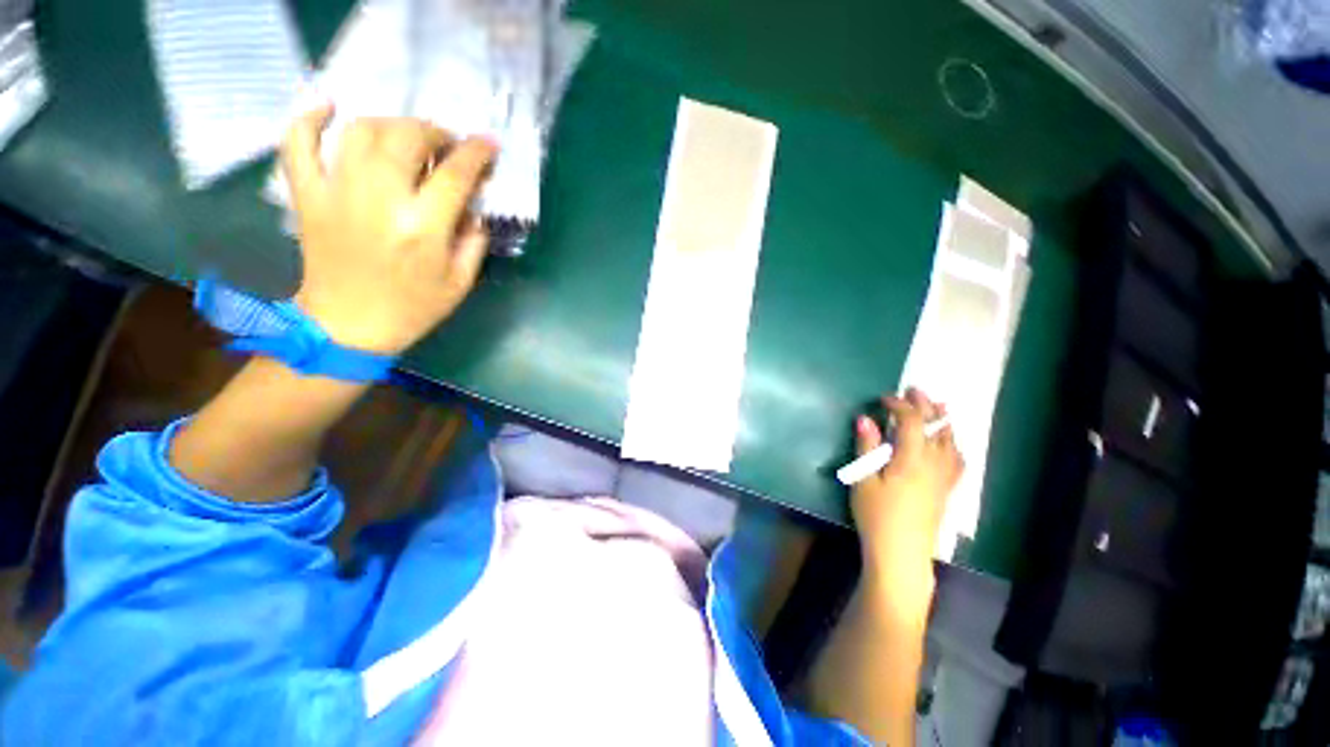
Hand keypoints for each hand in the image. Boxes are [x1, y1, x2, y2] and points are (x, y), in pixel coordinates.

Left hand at [281, 105, 498, 354]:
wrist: (349, 326)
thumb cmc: (413, 307)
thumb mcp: (460, 282)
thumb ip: (474, 241)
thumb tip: (474, 207)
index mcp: (422, 228)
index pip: (454, 174)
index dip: (476, 152)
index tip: (489, 142)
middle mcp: (379, 200)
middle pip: (406, 138)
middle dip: (434, 132)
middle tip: (447, 144)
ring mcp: (336, 193)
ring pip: (361, 131)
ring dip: (391, 123)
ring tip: (406, 136)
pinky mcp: (308, 195)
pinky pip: (298, 143)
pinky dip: (309, 118)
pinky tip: (329, 107)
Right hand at [850, 388, 963, 572]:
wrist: (901, 553)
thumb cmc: (876, 516)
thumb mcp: (863, 481)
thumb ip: (866, 448)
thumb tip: (865, 418)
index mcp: (911, 460)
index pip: (912, 422)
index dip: (900, 405)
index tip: (884, 398)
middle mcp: (933, 464)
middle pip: (936, 427)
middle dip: (925, 405)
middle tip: (914, 390)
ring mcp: (943, 478)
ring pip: (950, 442)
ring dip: (943, 421)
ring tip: (938, 406)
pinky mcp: (946, 490)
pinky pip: (957, 461)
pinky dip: (954, 445)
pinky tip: (951, 443)